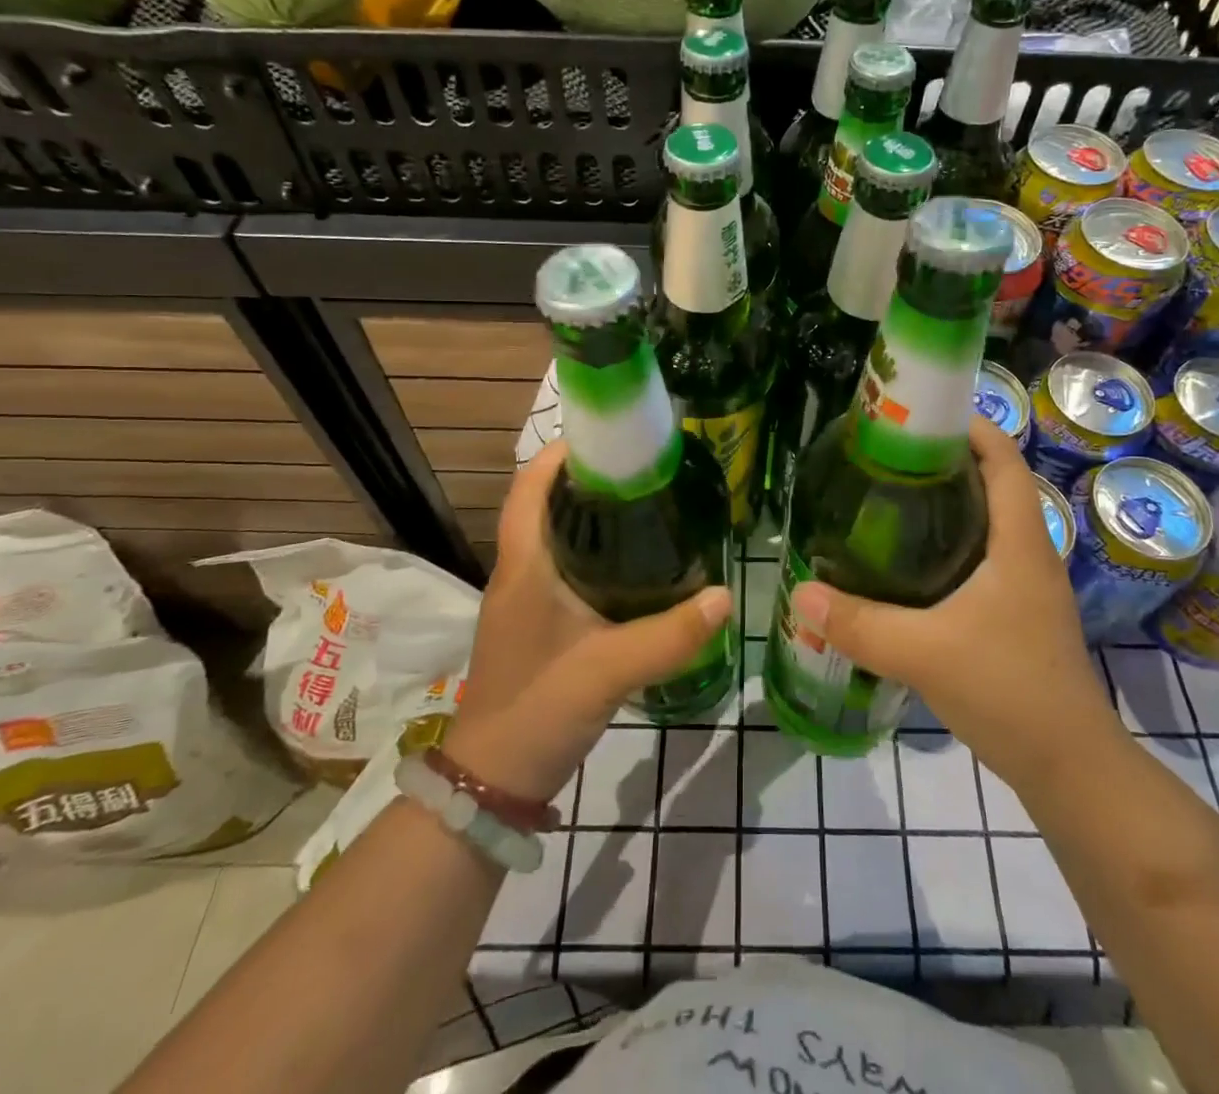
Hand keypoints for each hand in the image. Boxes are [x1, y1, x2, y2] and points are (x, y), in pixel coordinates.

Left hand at [442, 440, 731, 804]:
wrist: (493, 781)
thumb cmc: (536, 709)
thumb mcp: (607, 670)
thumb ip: (668, 635)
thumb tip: (725, 596)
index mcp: (524, 566)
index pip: (529, 488)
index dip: (560, 454)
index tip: (608, 437)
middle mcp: (520, 573)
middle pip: (546, 505)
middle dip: (588, 479)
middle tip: (644, 469)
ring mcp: (526, 601)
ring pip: (557, 538)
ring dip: (591, 515)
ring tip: (647, 505)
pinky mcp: (539, 625)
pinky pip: (566, 569)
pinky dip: (595, 552)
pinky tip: (636, 565)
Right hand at [789, 416, 1117, 792]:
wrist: (1069, 768)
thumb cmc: (1009, 691)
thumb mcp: (924, 653)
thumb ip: (859, 624)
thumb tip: (801, 594)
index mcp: (1019, 542)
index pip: (1003, 459)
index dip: (969, 425)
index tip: (920, 413)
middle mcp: (1029, 553)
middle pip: (993, 484)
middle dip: (946, 461)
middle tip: (887, 456)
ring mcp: (1027, 586)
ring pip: (987, 523)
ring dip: (948, 503)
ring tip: (890, 498)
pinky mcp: (1018, 615)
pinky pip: (983, 558)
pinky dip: (950, 543)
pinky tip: (910, 563)